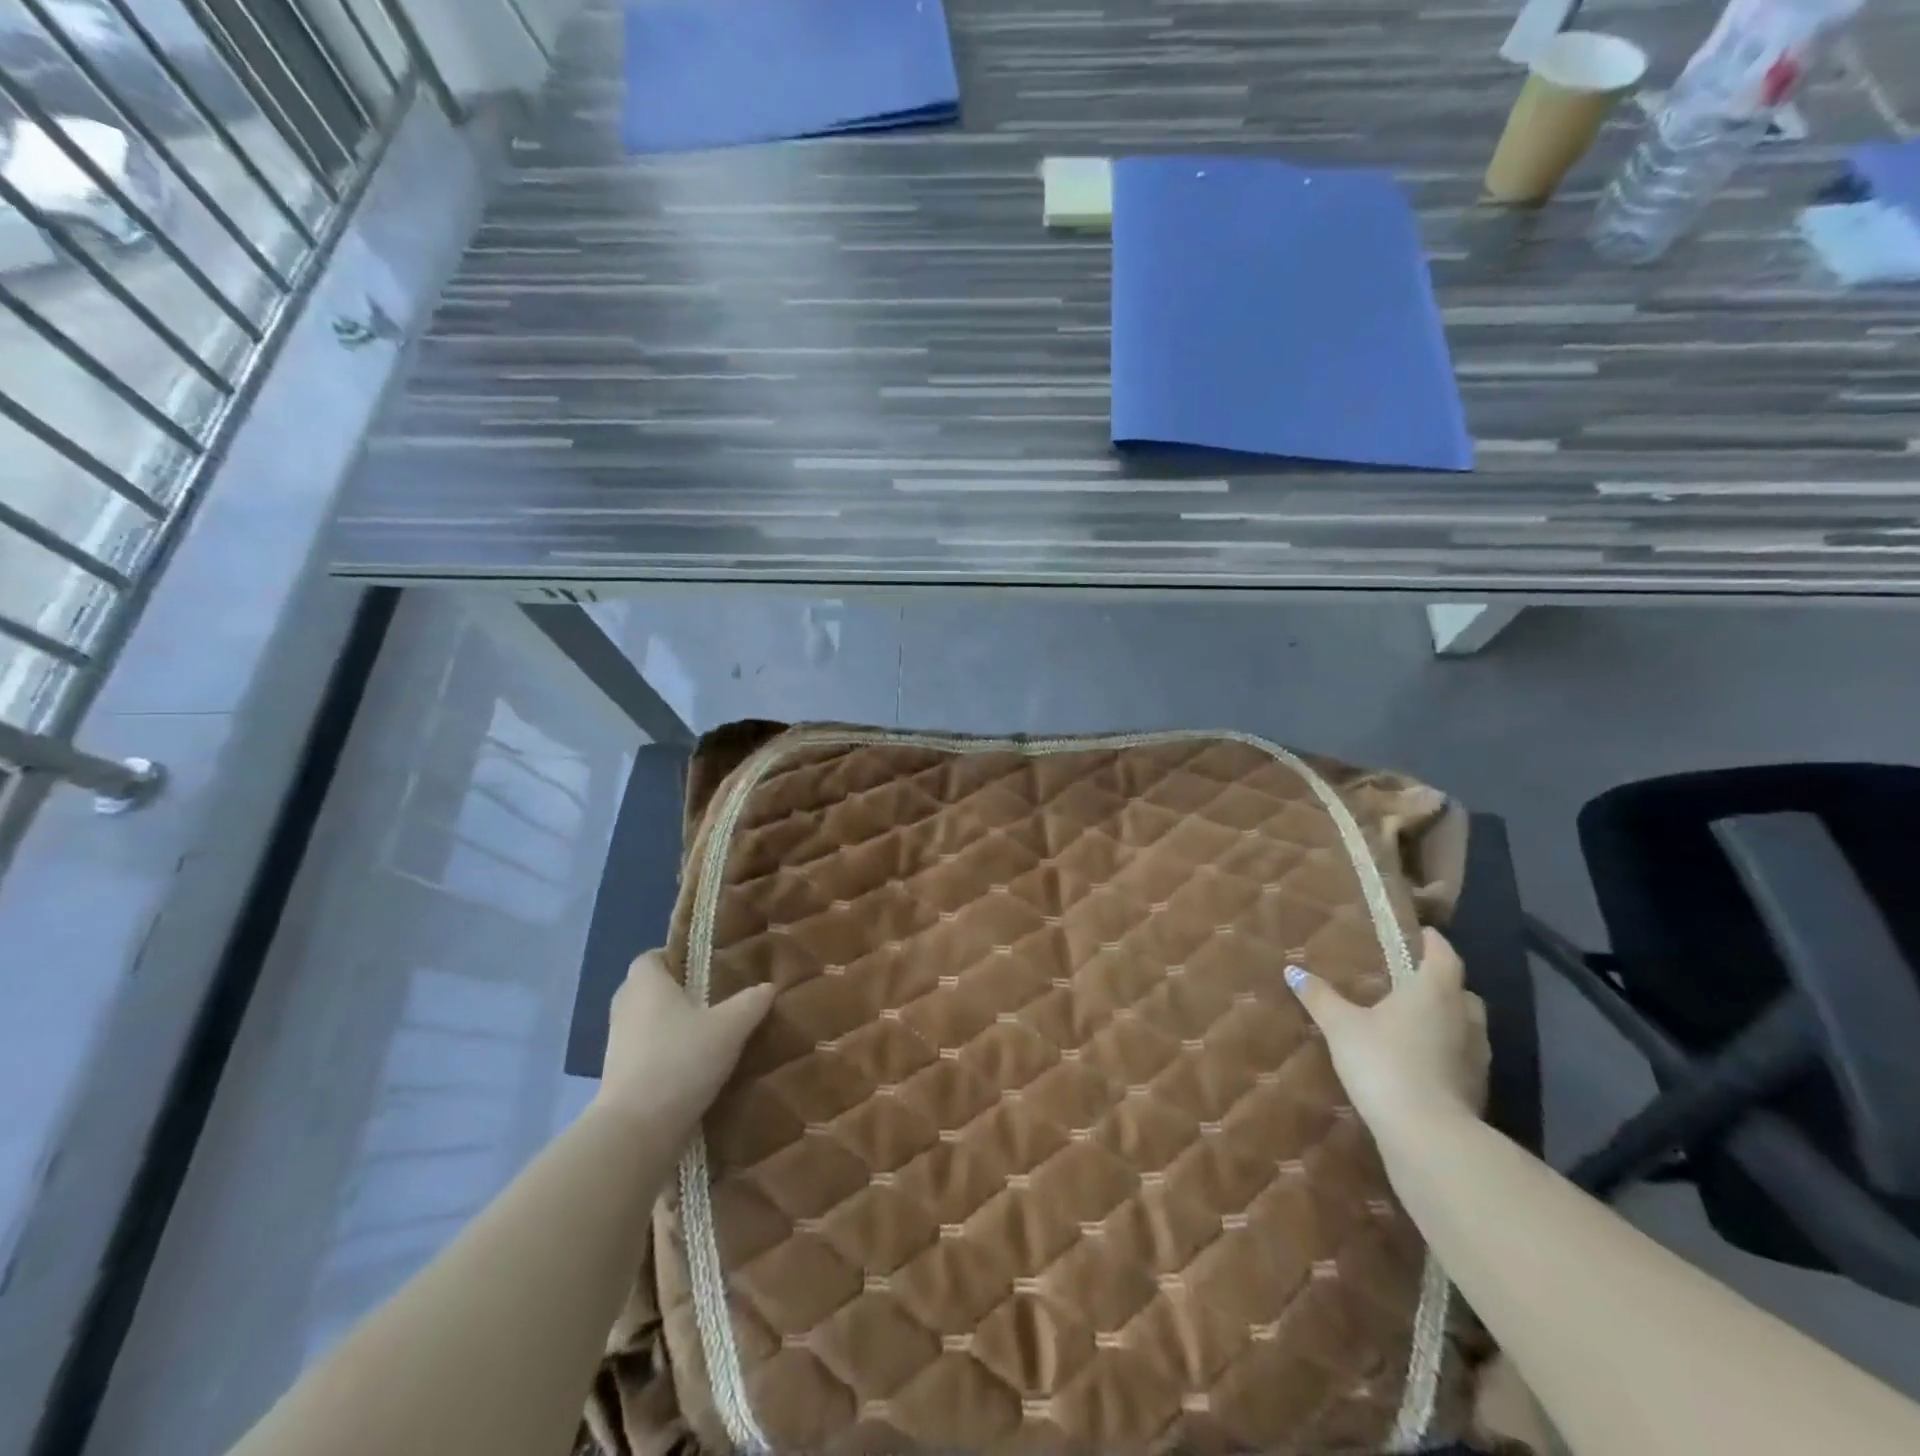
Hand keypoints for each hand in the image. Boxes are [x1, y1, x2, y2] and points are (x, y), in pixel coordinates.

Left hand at [595, 950, 774, 1127]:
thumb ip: (750, 1002)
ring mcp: (617, 1044)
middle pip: (650, 989)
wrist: (636, 1130)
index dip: (677, 958)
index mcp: (645, 983)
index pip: (653, 956)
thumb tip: (769, 986)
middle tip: (714, 999)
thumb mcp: (729, 1027)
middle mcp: (625, 1007)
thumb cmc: (681, 1060)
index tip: (706, 968)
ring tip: (708, 1034)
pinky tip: (694, 1066)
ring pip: (647, 1022)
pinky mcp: (617, 1077)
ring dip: (671, 1026)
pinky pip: (645, 1052)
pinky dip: (664, 1054)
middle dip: (678, 993)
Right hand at [1285, 928, 1488, 1141]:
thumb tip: (1292, 970)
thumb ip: (1319, 997)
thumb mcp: (1341, 1026)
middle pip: (1460, 990)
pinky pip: (1462, 1055)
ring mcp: (1476, 1056)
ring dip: (1446, 1018)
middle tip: (1409, 979)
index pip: (1444, 955)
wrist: (1427, 1135)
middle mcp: (1464, 1017)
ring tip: (1412, 1019)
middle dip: (1440, 982)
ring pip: (1466, 1024)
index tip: (1419, 933)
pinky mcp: (1476, 1088)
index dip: (1432, 941)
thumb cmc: (1384, 1062)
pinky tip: (1419, 1059)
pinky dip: (1446, 1049)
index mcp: (1434, 991)